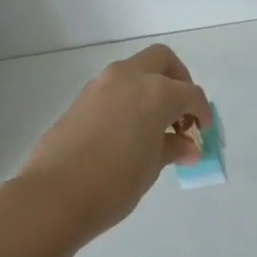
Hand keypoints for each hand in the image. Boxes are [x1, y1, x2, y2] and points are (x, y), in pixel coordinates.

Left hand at [17, 44, 212, 244]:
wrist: (54, 196)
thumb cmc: (114, 183)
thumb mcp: (152, 168)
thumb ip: (172, 148)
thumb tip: (187, 146)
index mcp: (155, 92)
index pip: (190, 93)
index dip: (201, 112)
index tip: (202, 132)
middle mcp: (129, 78)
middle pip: (162, 61)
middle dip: (178, 80)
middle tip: (181, 111)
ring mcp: (101, 85)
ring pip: (135, 71)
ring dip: (151, 88)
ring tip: (155, 126)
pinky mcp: (81, 99)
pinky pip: (114, 88)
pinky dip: (129, 99)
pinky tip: (129, 131)